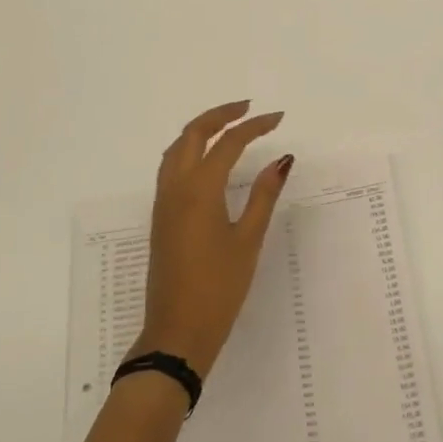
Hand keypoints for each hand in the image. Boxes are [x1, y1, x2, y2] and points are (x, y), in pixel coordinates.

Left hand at [132, 101, 293, 379]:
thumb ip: (263, 195)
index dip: (254, 126)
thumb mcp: (248, 240)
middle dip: (221, 115)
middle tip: (249, 109)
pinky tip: (207, 160)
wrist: (177, 332)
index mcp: (199, 189)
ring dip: (201, 130)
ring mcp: (163, 202)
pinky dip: (189, 149)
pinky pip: (171, 167)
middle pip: (194, 134)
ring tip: (228, 126)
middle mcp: (176, 187)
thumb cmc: (219, 288)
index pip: (229, 143)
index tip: (278, 118)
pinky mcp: (160, 217)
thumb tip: (282, 160)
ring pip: (177, 148)